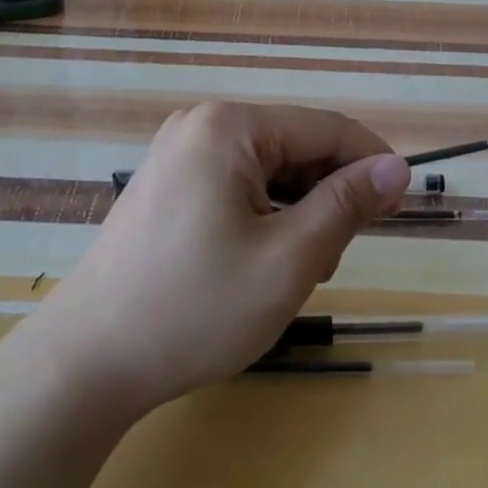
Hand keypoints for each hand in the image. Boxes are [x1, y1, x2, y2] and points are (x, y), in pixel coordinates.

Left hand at [29, 101, 410, 417]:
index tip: (401, 208)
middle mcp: (201, 125)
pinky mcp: (166, 184)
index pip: (325, 128)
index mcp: (229, 126)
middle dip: (326, 197)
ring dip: (296, 212)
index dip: (371, 163)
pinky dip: (262, 217)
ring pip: (267, 171)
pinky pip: (235, 185)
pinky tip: (259, 263)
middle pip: (294, 147)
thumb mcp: (288, 258)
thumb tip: (397, 168)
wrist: (86, 362)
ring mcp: (177, 154)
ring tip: (295, 271)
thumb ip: (346, 204)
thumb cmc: (195, 308)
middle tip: (333, 260)